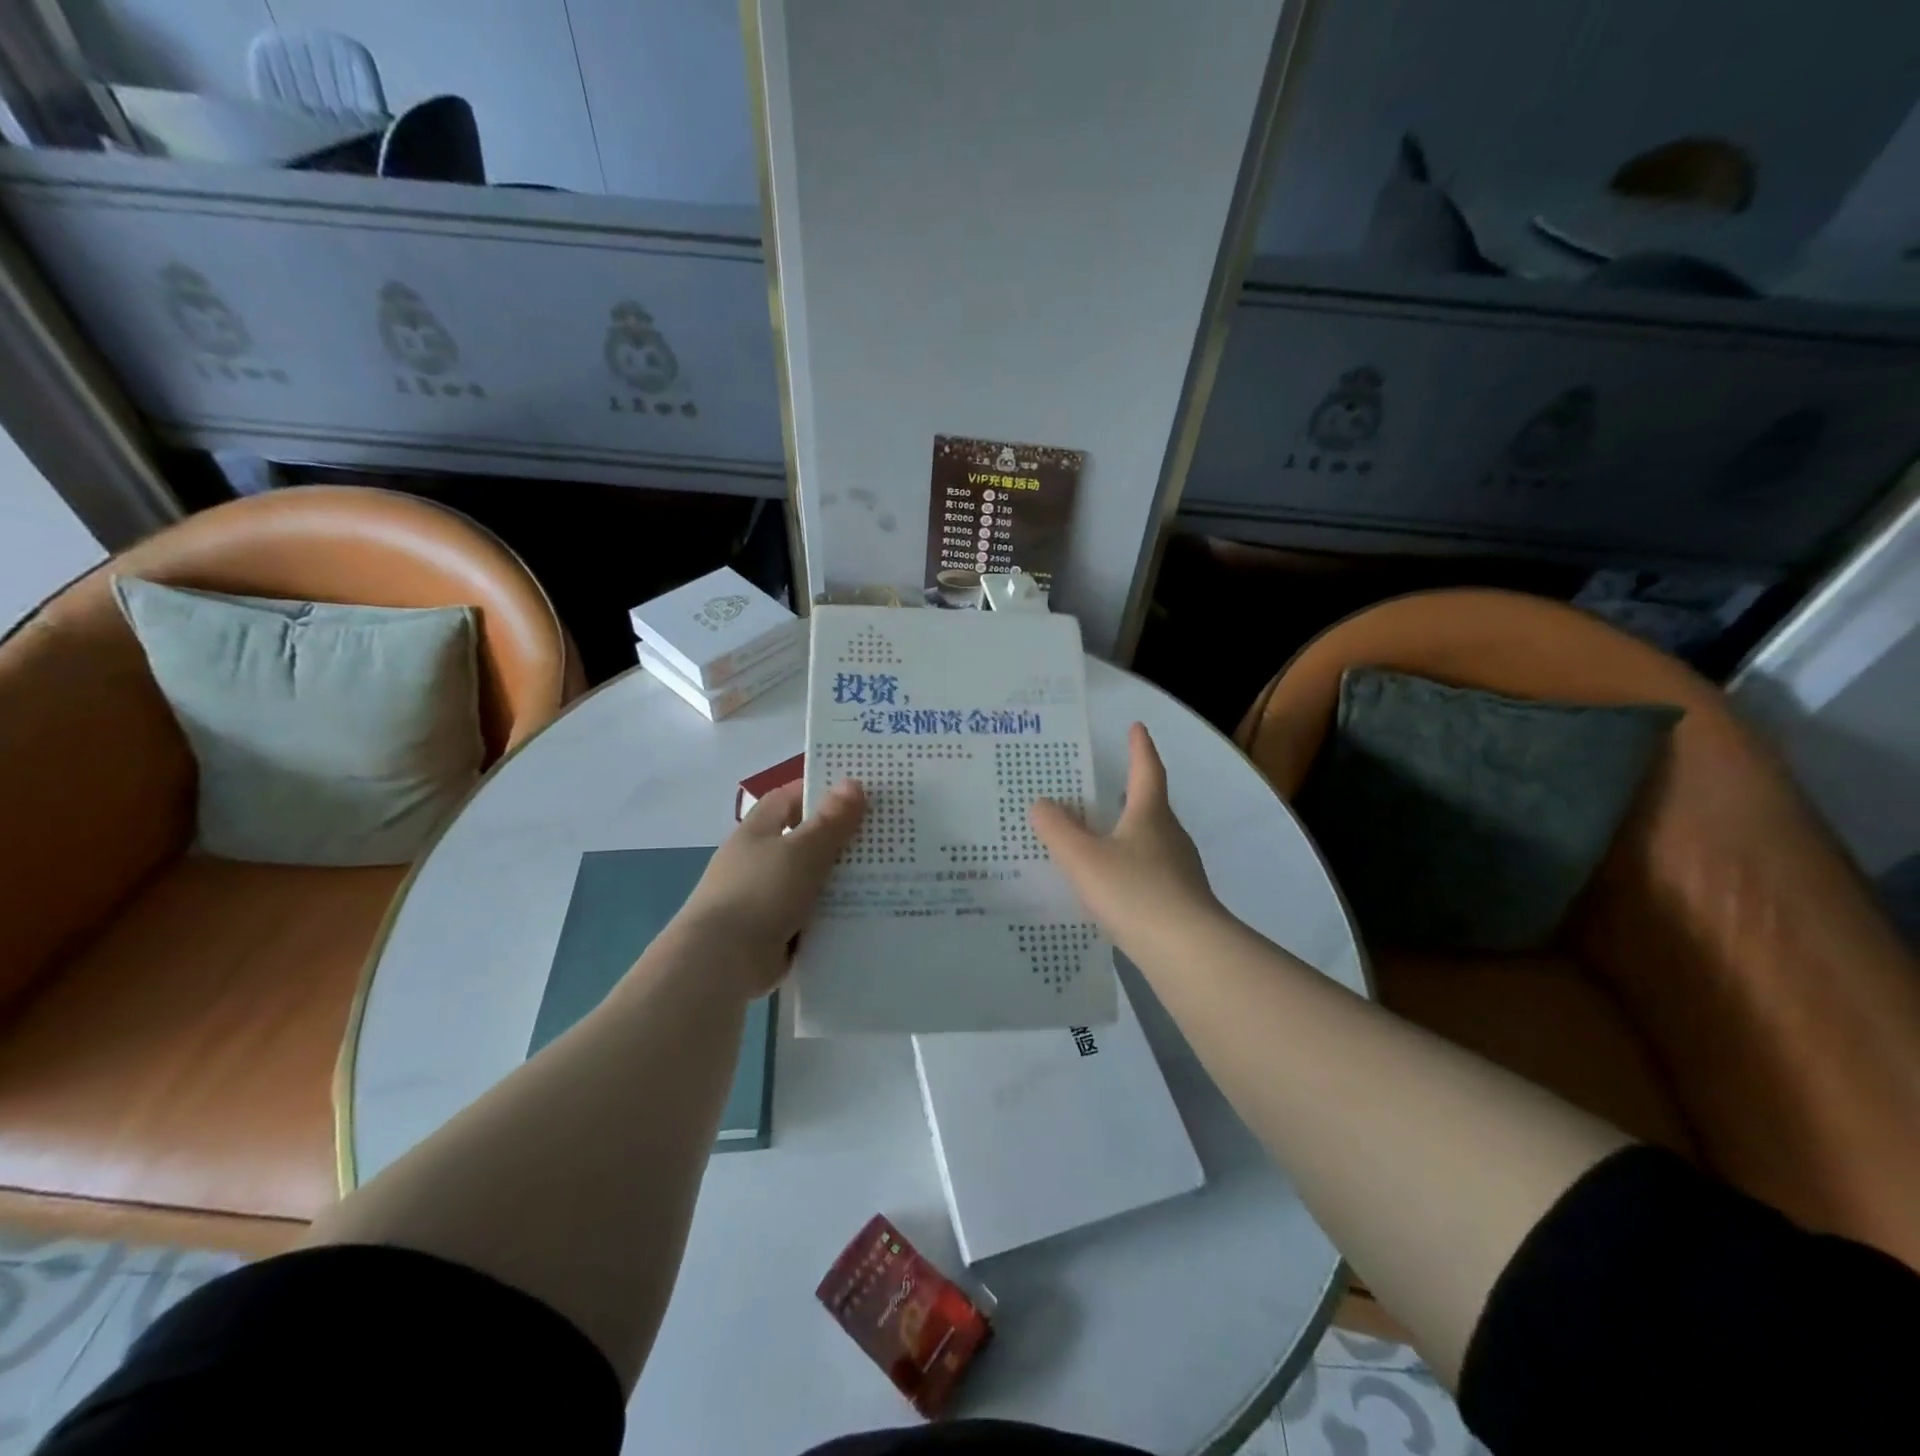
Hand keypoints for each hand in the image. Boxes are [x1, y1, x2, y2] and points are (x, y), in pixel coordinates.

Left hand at [678, 777, 865, 996]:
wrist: (721, 962)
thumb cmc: (761, 892)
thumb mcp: (803, 851)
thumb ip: (830, 820)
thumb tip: (852, 782)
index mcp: (756, 832)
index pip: (786, 799)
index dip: (816, 792)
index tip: (854, 794)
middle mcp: (756, 861)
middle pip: (801, 840)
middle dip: (837, 838)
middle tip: (881, 835)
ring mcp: (762, 898)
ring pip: (808, 881)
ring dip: (837, 880)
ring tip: (883, 876)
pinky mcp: (771, 932)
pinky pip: (808, 916)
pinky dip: (830, 915)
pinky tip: (863, 913)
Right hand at [1029, 723, 1219, 953]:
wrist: (1186, 951)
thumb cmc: (1134, 892)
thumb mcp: (1084, 858)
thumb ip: (1058, 830)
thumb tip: (1042, 803)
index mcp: (1150, 814)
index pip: (1146, 770)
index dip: (1140, 747)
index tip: (1137, 727)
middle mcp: (1170, 835)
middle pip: (1151, 805)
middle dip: (1131, 792)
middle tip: (1106, 786)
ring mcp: (1180, 869)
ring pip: (1151, 840)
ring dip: (1129, 832)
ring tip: (1101, 837)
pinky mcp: (1181, 900)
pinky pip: (1151, 871)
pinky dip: (1131, 867)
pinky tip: (1113, 886)